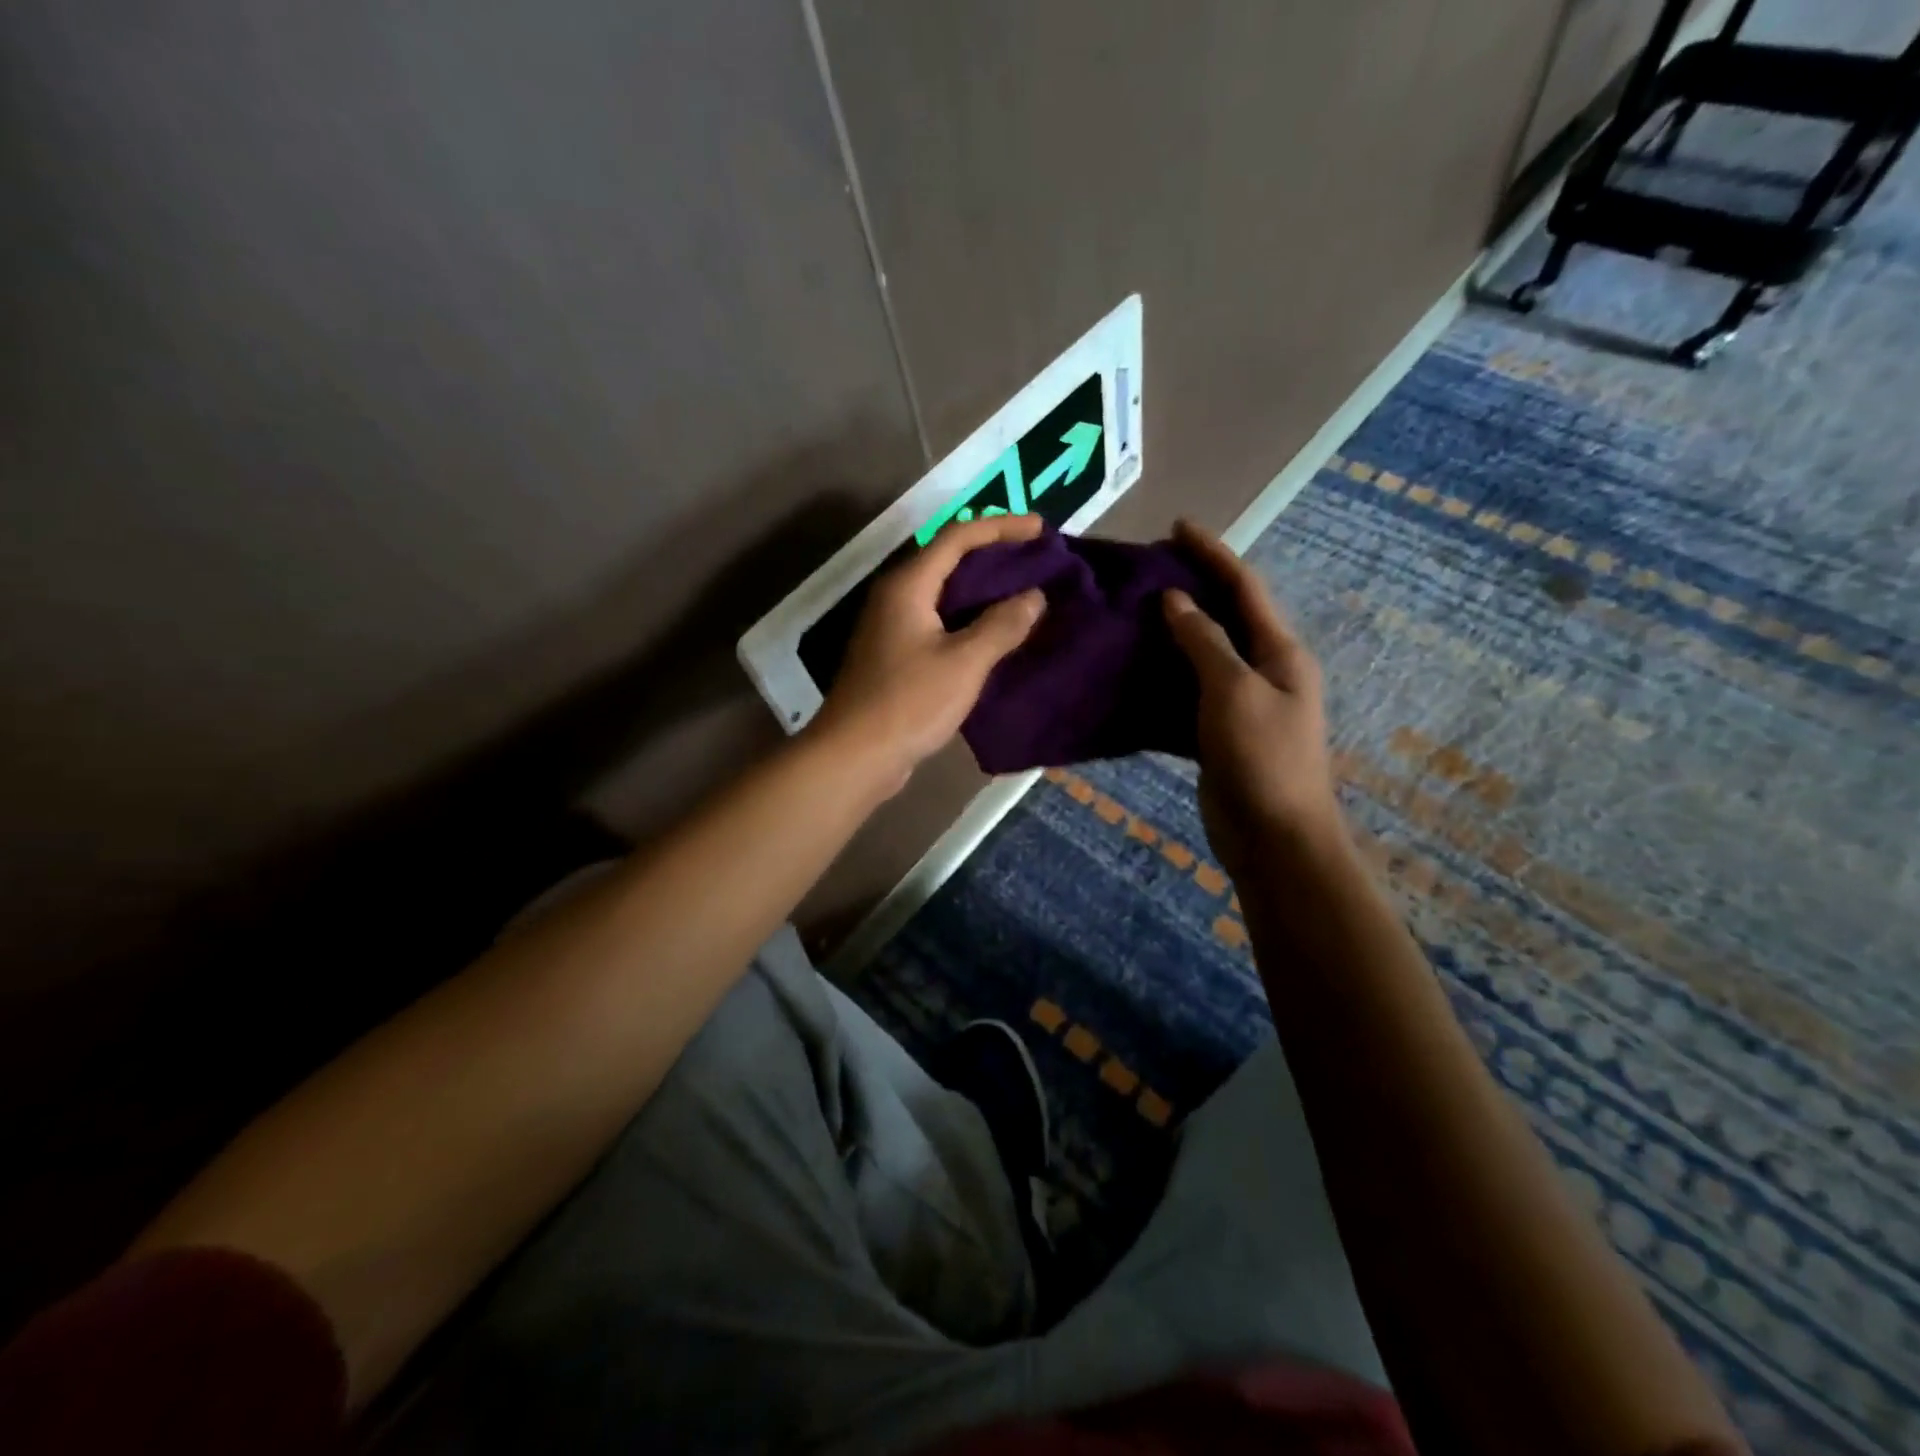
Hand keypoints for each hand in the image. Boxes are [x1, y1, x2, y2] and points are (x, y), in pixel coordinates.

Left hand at [812, 513, 1046, 792]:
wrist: (856, 755)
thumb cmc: (909, 703)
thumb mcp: (964, 663)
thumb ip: (1001, 625)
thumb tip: (1034, 596)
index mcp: (908, 586)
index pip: (957, 537)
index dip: (1001, 527)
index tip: (1041, 529)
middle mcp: (896, 596)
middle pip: (948, 560)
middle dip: (993, 555)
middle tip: (1036, 559)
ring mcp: (892, 627)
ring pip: (944, 594)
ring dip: (982, 590)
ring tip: (1024, 592)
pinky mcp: (895, 655)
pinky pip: (939, 622)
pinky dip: (969, 619)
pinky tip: (995, 634)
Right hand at [1162, 520, 1341, 880]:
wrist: (1273, 837)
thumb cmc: (1261, 758)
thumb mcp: (1233, 691)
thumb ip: (1205, 642)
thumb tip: (1176, 599)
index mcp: (1279, 652)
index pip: (1244, 587)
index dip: (1212, 553)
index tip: (1176, 527)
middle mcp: (1264, 670)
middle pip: (1225, 616)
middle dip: (1191, 588)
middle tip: (1146, 570)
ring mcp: (1242, 703)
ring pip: (1203, 655)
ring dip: (1172, 633)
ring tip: (1130, 613)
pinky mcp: (1219, 733)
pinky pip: (1188, 693)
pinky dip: (1162, 678)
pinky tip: (1131, 672)